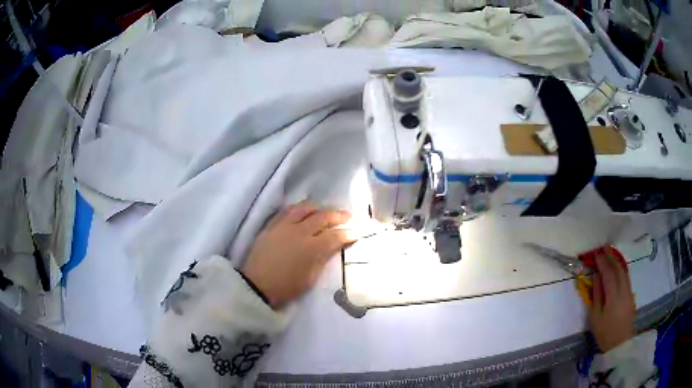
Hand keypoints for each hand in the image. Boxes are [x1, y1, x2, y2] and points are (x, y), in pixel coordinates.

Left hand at [241, 203, 356, 308]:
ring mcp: (284, 226)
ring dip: (318, 208)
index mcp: (312, 248)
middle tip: (349, 215)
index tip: (358, 231)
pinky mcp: (271, 225)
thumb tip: (333, 247)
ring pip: (304, 208)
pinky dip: (299, 209)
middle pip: (323, 217)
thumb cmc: (286, 287)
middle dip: (339, 215)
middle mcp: (299, 232)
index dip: (350, 233)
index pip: (336, 235)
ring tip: (325, 211)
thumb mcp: (310, 278)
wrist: (257, 286)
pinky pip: (287, 210)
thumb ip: (323, 259)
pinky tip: (303, 211)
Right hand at [588, 247, 635, 352]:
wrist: (619, 345)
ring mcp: (629, 292)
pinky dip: (621, 269)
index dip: (603, 262)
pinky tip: (617, 268)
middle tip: (603, 249)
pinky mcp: (631, 295)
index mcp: (613, 297)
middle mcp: (624, 291)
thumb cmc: (605, 333)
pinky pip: (626, 277)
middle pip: (618, 269)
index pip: (609, 274)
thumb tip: (596, 277)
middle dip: (611, 258)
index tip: (596, 254)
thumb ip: (597, 295)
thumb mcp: (596, 318)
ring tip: (610, 254)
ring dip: (617, 261)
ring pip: (624, 272)